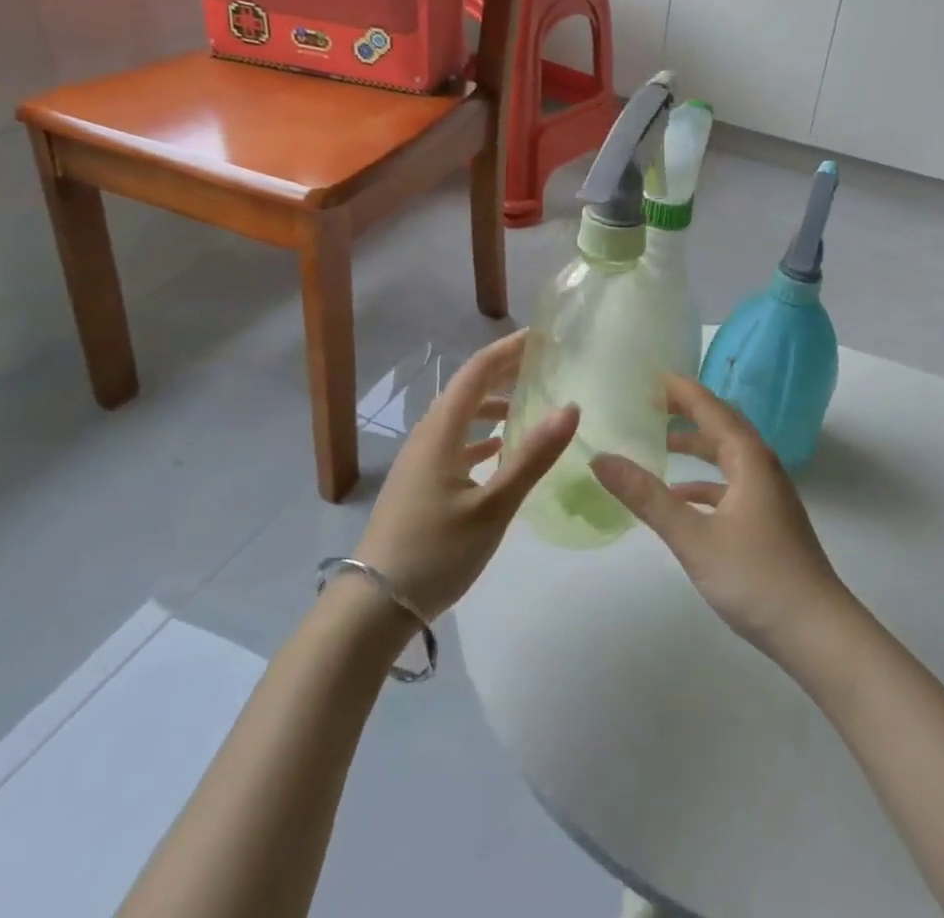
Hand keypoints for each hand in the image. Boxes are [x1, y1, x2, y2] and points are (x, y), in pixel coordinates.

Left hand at [352, 330, 577, 617]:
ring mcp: (420, 460)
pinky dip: (481, 434)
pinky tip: (500, 450)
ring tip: (528, 402)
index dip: (509, 348)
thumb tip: (571, 407)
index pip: (477, 371)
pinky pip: (455, 441)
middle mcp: (428, 435)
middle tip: (544, 363)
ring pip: (461, 416)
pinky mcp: (419, 483)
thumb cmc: (435, 552)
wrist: (372, 607)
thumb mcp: (493, 507)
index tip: (543, 335)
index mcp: (441, 431)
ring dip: (493, 403)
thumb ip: (532, 457)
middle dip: (504, 370)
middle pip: (468, 388)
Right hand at [592, 375, 849, 659]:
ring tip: (660, 442)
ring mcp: (768, 495)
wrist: (817, 632)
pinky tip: (681, 498)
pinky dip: (705, 483)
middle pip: (722, 425)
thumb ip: (647, 497)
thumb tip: (601, 459)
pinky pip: (732, 485)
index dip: (682, 391)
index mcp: (749, 459)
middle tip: (650, 402)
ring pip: (728, 456)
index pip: (711, 409)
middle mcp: (762, 467)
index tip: (652, 375)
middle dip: (688, 411)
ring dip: (697, 446)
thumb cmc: (756, 577)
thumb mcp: (693, 537)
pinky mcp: (768, 520)